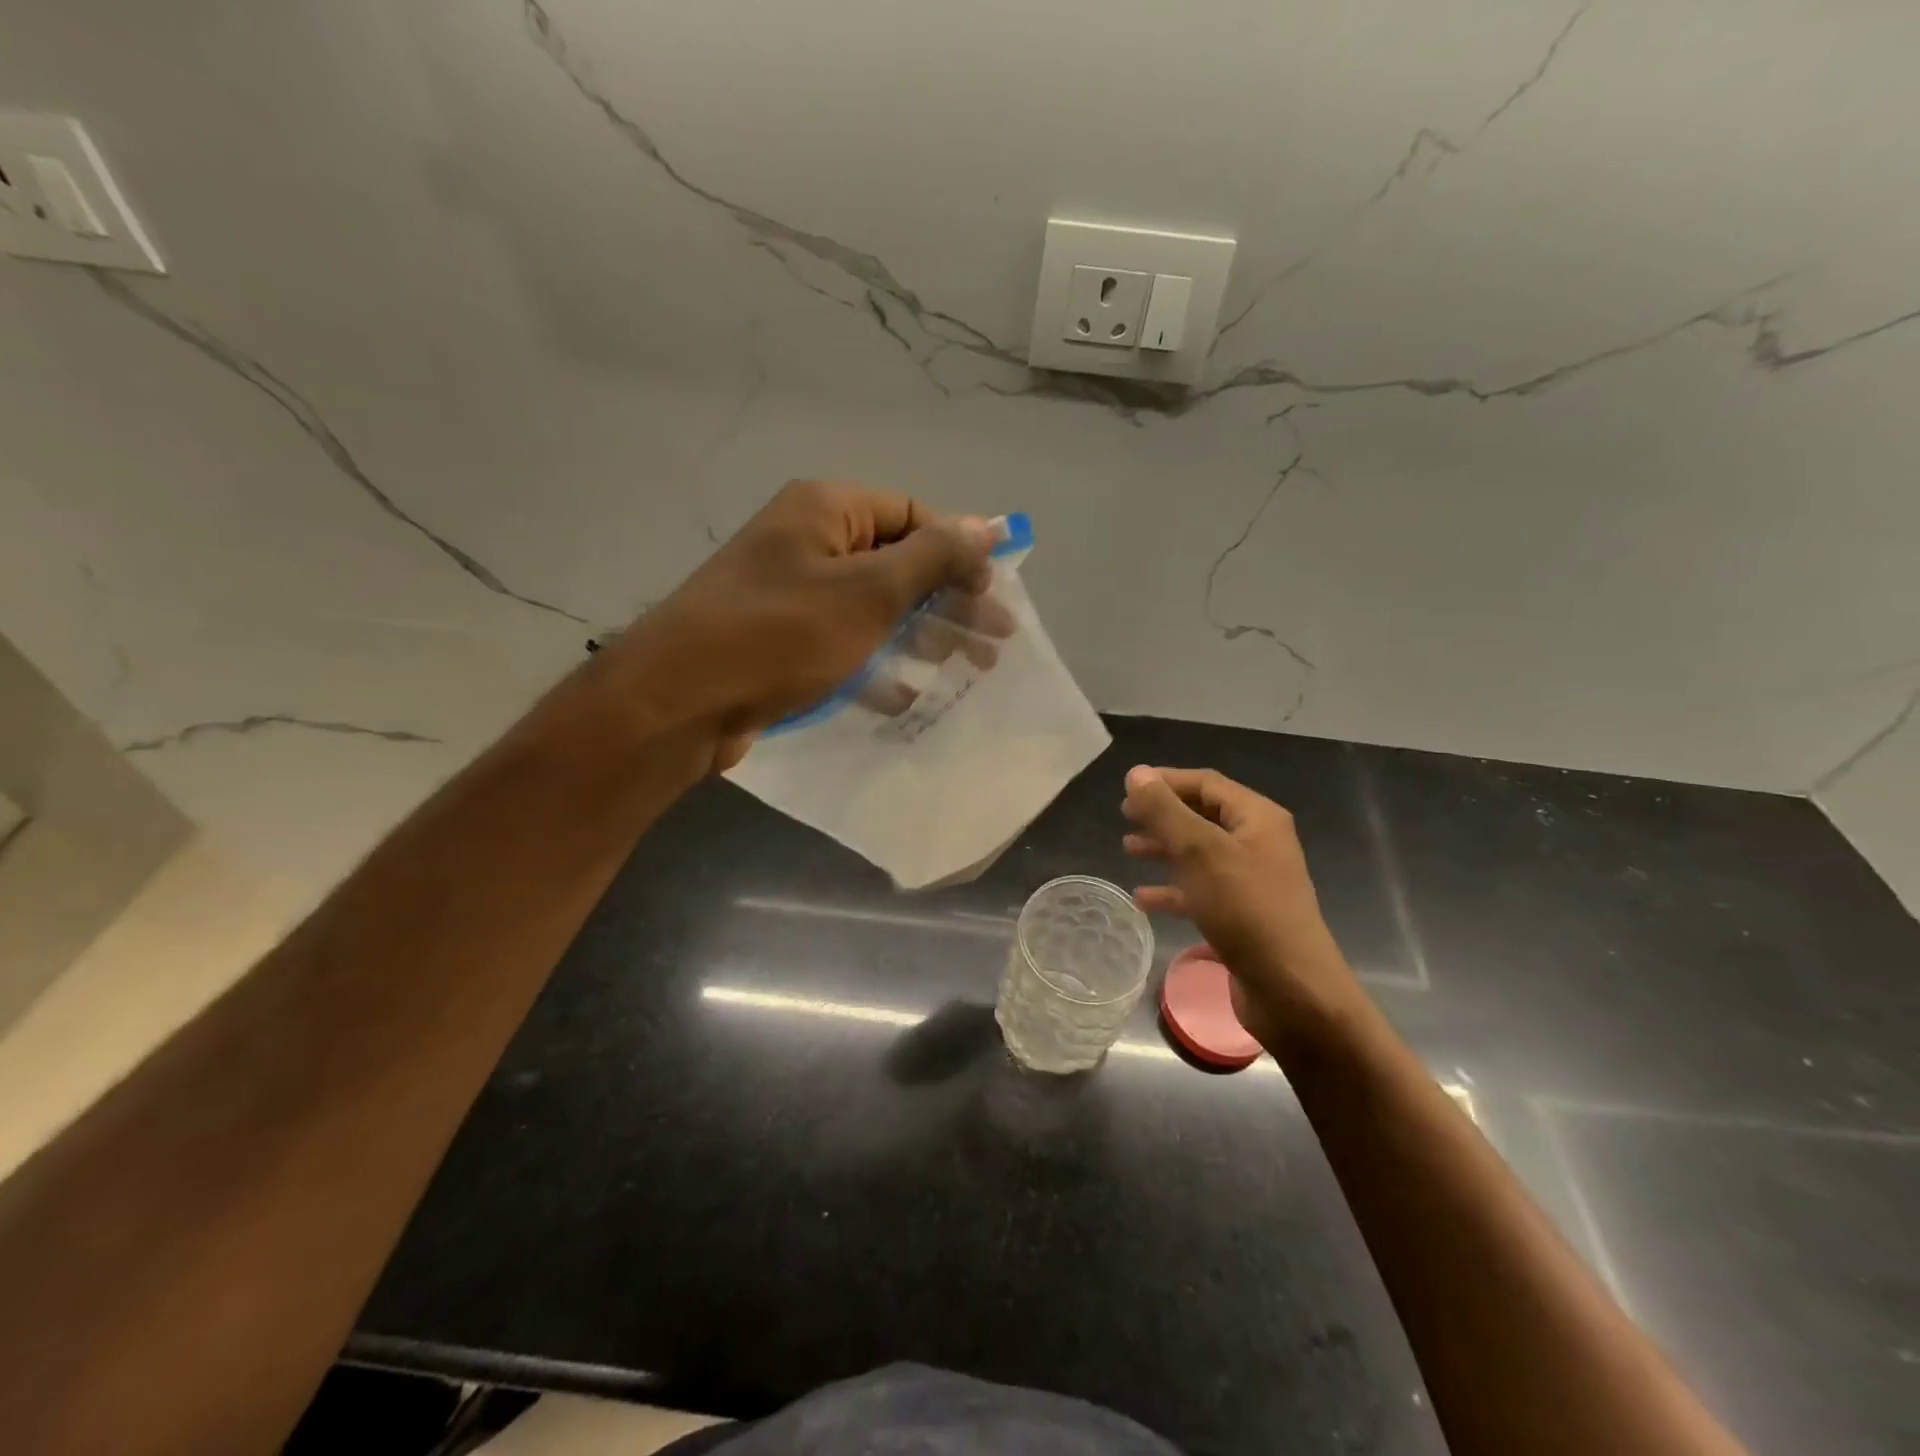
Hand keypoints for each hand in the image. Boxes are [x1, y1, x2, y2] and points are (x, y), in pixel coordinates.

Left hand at [606, 480, 994, 768]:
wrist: (680, 701)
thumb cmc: (781, 634)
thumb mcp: (870, 591)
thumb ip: (933, 557)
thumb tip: (988, 526)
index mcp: (826, 511)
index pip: (913, 515)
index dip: (959, 552)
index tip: (994, 594)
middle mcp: (808, 543)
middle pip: (898, 564)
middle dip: (950, 602)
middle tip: (995, 642)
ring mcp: (792, 596)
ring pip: (875, 609)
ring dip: (923, 636)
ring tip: (968, 668)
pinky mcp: (782, 644)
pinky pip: (845, 645)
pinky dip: (879, 664)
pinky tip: (908, 693)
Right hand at [1122, 766, 1366, 1058]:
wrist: (1291, 990)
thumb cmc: (1246, 909)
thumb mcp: (1199, 851)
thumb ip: (1165, 810)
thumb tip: (1137, 773)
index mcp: (1257, 819)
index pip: (1207, 784)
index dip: (1166, 781)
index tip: (1128, 788)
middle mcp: (1258, 844)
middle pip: (1203, 817)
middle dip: (1163, 815)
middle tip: (1125, 817)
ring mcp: (1252, 882)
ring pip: (1200, 854)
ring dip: (1164, 849)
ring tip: (1128, 850)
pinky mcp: (1243, 916)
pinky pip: (1201, 891)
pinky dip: (1173, 890)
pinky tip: (1143, 899)